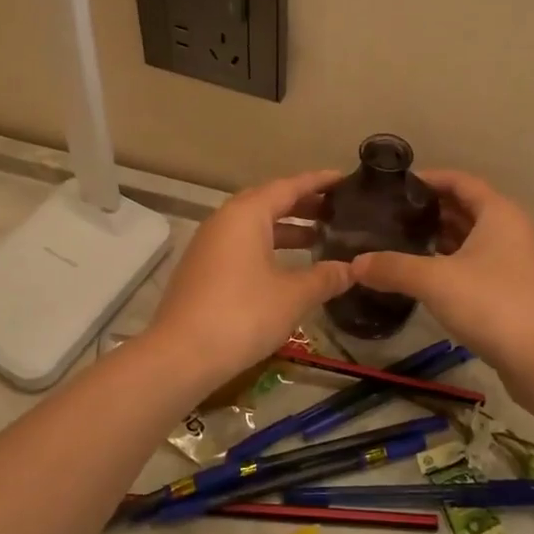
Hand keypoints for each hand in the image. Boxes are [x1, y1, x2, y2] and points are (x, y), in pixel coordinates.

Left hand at [150, 170, 353, 382]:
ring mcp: (209, 244)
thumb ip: (325, 278)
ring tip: (319, 239)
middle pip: (269, 202)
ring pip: (254, 225)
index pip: (288, 186)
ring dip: (286, 229)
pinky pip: (241, 244)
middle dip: (303, 205)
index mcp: (247, 214)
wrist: (180, 355)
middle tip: (336, 210)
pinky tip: (286, 267)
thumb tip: (352, 269)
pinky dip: (268, 247)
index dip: (318, 182)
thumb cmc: (242, 314)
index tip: (344, 178)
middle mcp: (225, 220)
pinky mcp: (202, 268)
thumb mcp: (293, 296)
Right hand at [350, 170, 533, 390]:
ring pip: (470, 238)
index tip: (394, 186)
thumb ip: (392, 268)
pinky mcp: (511, 290)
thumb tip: (354, 264)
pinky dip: (449, 262)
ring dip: (438, 237)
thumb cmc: (492, 305)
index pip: (459, 181)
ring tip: (399, 241)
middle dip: (429, 210)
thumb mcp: (434, 281)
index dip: (428, 179)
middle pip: (465, 208)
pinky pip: (474, 263)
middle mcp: (509, 230)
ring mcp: (513, 261)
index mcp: (498, 213)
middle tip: (389, 215)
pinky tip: (422, 274)